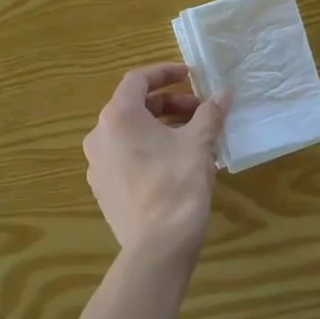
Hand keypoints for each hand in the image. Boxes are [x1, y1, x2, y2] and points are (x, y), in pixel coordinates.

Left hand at [84, 63, 227, 254]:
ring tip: (193, 139)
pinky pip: (125, 157)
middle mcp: (99, 136)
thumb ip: (209, 114)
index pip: (138, 80)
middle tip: (199, 113)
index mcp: (118, 117)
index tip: (190, 76)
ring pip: (130, 134)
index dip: (165, 73)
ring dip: (160, 128)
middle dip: (169, 104)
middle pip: (134, 107)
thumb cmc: (177, 184)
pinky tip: (176, 164)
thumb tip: (223, 94)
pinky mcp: (102, 189)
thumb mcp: (199, 144)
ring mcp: (97, 165)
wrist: (158, 245)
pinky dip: (149, 150)